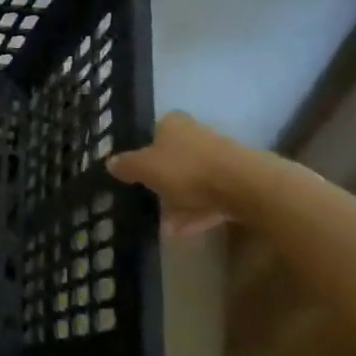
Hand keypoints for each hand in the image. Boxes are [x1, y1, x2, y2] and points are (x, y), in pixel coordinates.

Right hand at [106, 111, 236, 236]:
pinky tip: (185, 231)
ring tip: (166, 227)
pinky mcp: (238, 182)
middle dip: (162, 181)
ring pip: (192, 180)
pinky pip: (210, 197)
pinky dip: (197, 212)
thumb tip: (110, 162)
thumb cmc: (186, 169)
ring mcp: (220, 158)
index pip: (154, 132)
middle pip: (174, 158)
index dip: (144, 151)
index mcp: (173, 124)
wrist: (245, 186)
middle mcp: (197, 135)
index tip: (137, 173)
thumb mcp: (145, 168)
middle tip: (149, 201)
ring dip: (179, 202)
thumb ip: (126, 165)